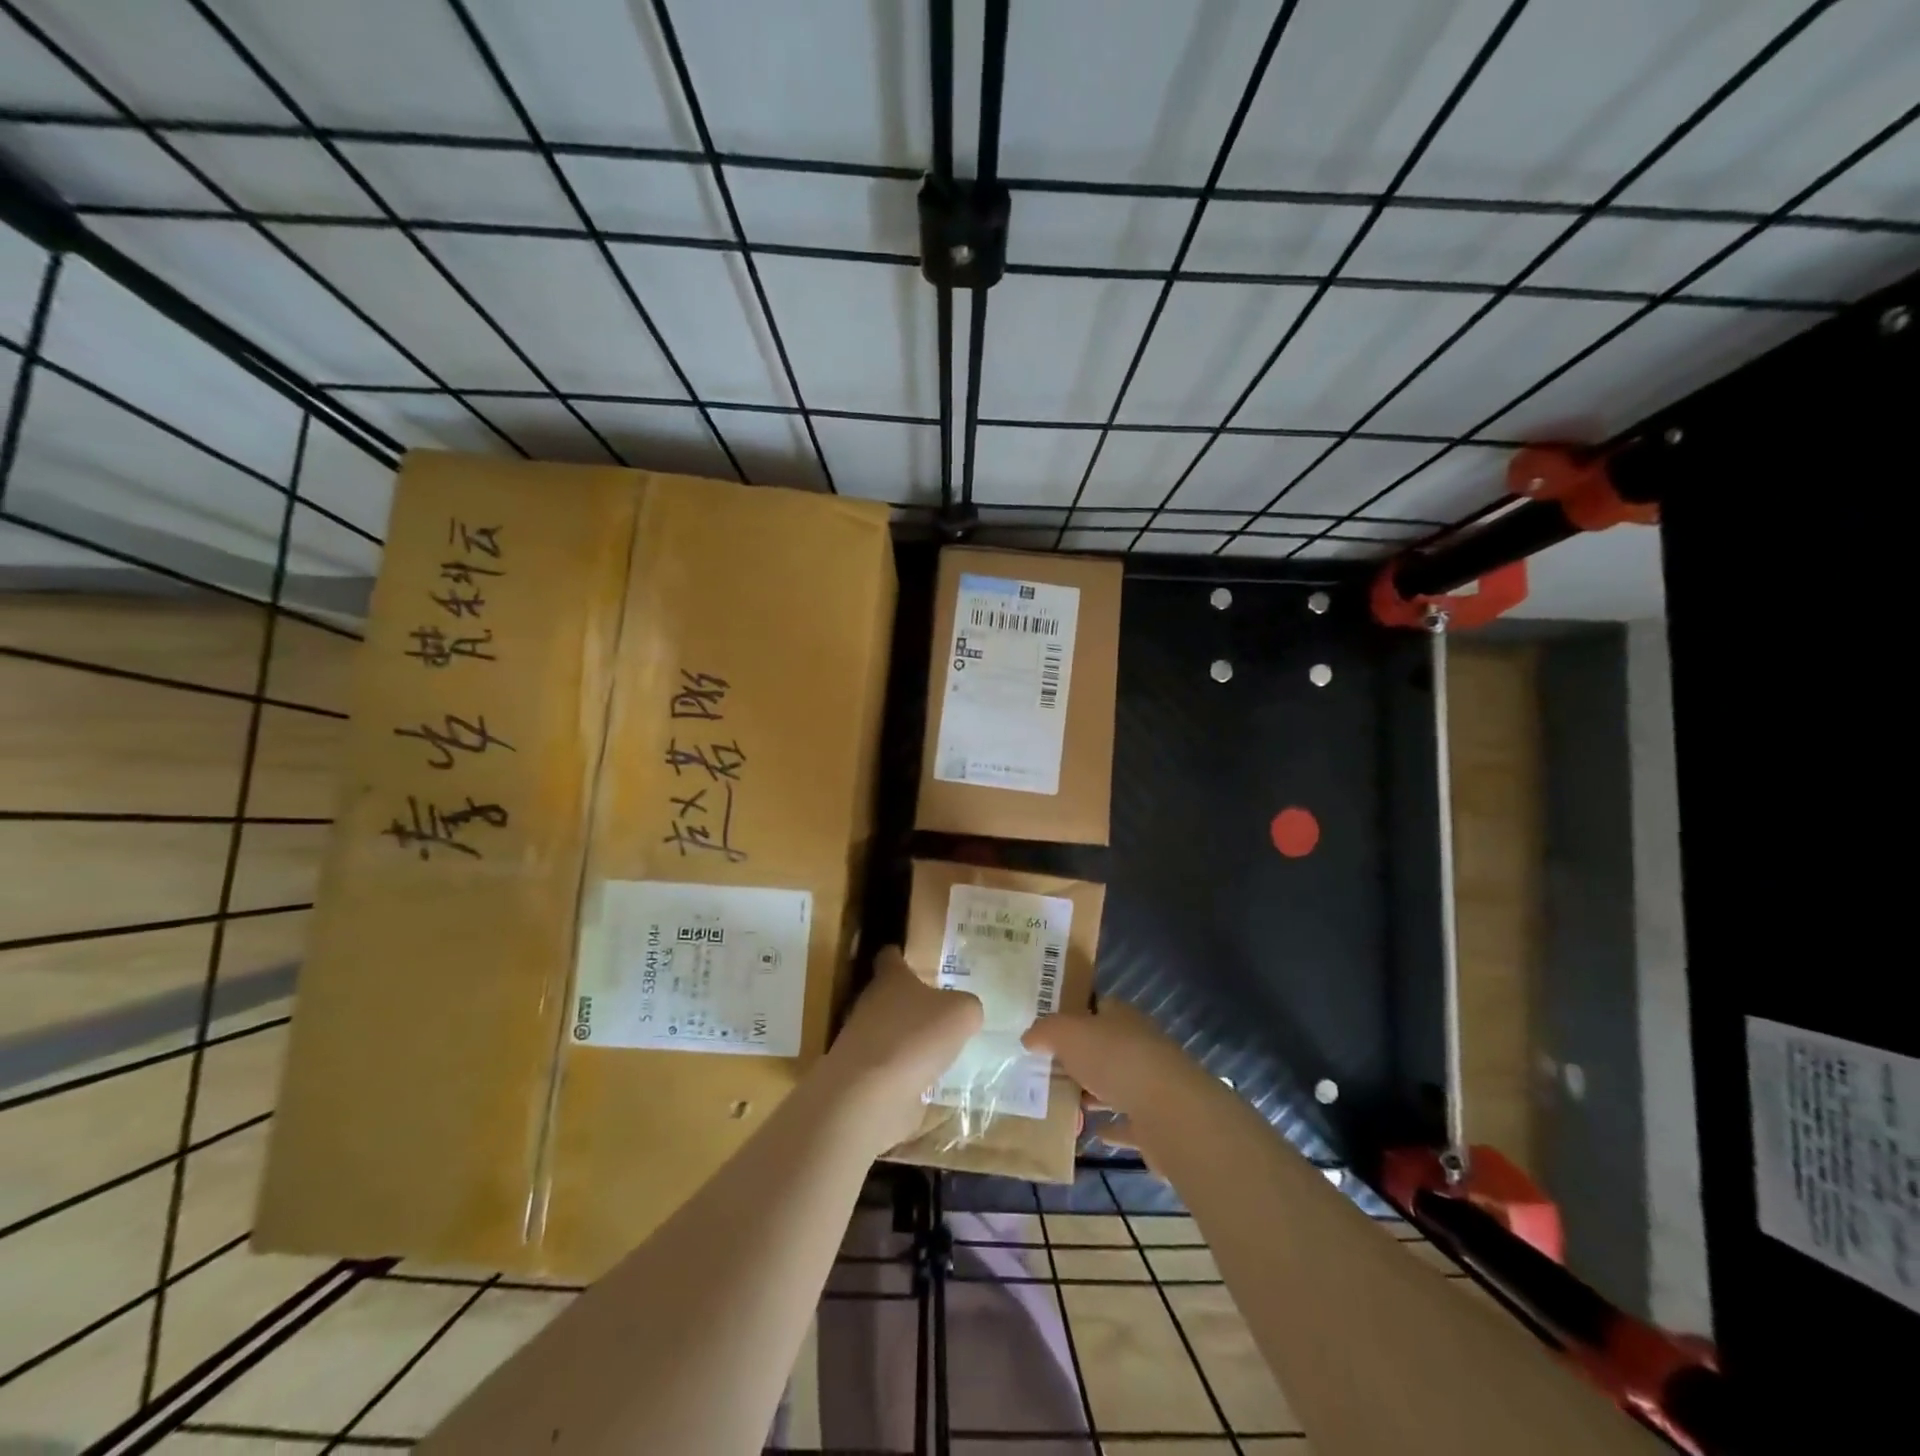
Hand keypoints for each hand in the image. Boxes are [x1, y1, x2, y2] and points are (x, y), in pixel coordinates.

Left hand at [826, 945, 982, 1150]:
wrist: (871, 1094)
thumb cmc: (916, 1037)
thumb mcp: (961, 1013)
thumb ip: (967, 1007)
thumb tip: (966, 1013)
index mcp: (890, 979)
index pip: (890, 957)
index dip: (899, 955)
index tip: (911, 958)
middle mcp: (871, 1004)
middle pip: (889, 996)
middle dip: (911, 1003)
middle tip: (942, 1010)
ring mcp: (863, 1042)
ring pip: (889, 1032)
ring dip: (909, 1039)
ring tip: (939, 1049)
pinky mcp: (863, 1078)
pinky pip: (889, 1068)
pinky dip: (905, 1073)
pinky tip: (928, 1081)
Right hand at [1023, 998, 1209, 1132]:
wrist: (1169, 1111)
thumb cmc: (1116, 1060)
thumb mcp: (1068, 1034)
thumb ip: (1046, 1031)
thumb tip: (1029, 1037)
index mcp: (1122, 1018)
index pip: (1098, 1006)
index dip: (1075, 1013)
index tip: (1050, 1028)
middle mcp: (1140, 1045)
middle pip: (1106, 1047)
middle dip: (1081, 1057)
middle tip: (1049, 1069)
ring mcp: (1152, 1084)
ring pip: (1117, 1085)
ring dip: (1095, 1093)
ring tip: (1064, 1102)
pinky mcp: (1156, 1122)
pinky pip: (1128, 1123)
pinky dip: (1111, 1127)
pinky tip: (1093, 1133)